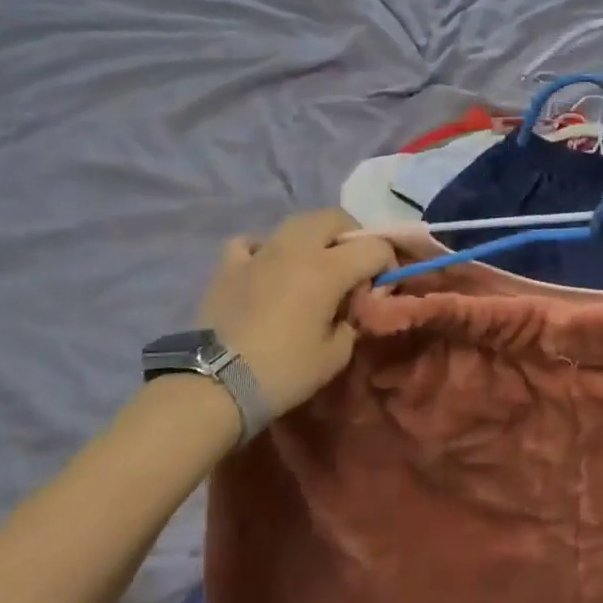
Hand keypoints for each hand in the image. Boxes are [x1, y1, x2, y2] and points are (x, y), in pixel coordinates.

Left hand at [197, 209, 395, 417]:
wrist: (215, 384)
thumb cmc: (284, 372)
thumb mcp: (335, 355)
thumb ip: (352, 321)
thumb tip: (351, 308)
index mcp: (328, 268)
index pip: (373, 247)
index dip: (387, 262)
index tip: (383, 286)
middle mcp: (296, 248)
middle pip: (334, 218)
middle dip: (352, 235)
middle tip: (353, 266)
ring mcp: (259, 252)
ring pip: (295, 223)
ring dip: (313, 237)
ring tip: (313, 265)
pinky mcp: (229, 264)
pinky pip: (252, 241)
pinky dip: (265, 249)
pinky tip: (266, 268)